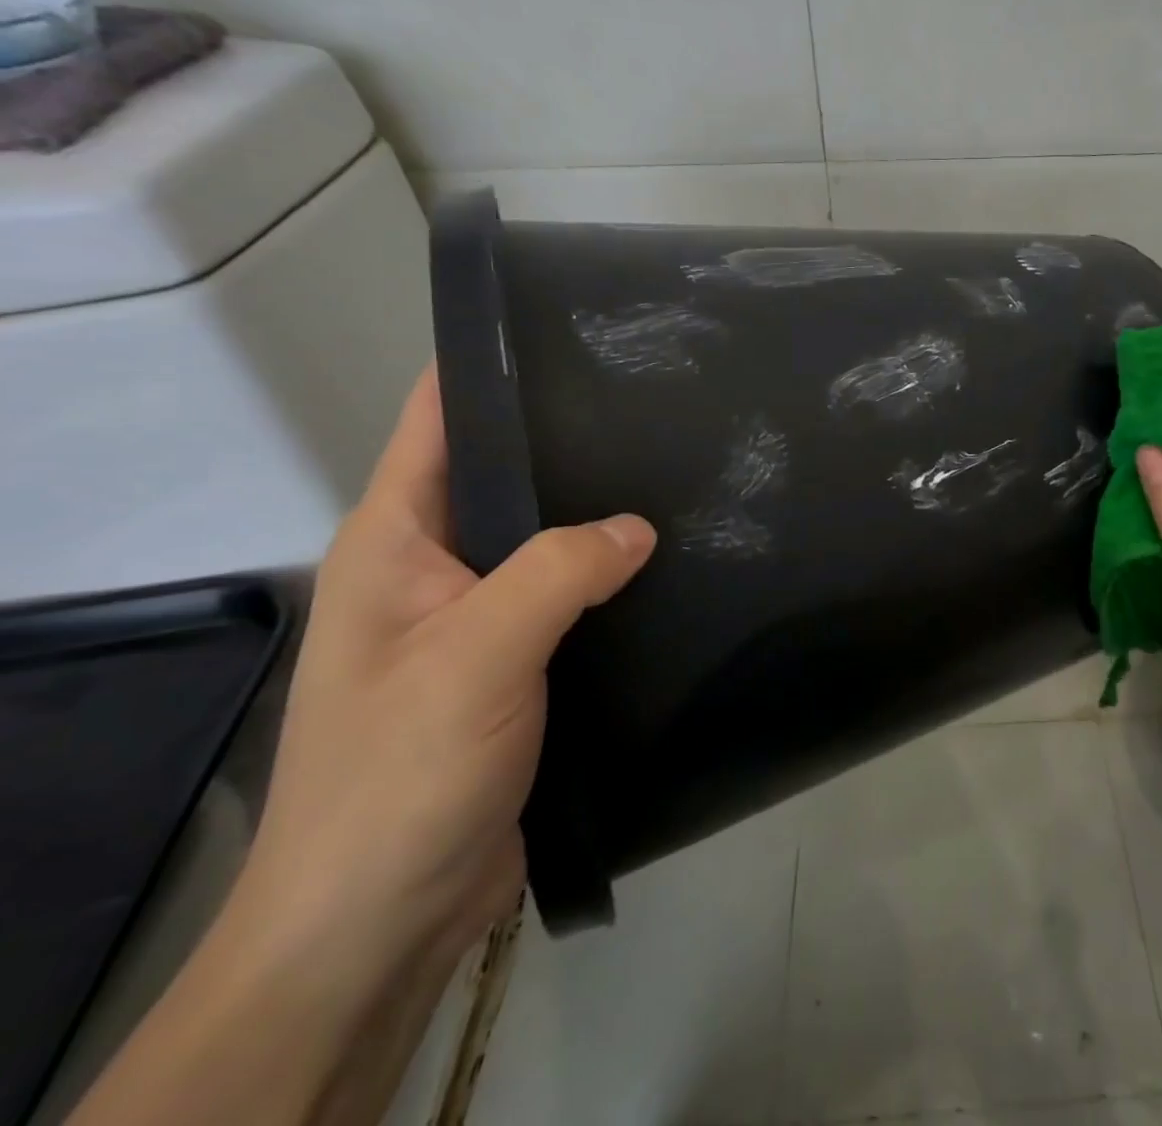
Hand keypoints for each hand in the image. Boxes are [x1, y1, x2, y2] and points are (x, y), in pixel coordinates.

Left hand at [229, 367, 654, 993]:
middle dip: (575, 440)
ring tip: (684, 474)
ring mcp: (478, 618)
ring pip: (549, 539)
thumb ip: (558, 572)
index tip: (580, 334)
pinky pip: (571, 596)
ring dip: (603, 515)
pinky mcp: (518, 664)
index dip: (495, 369)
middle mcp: (435, 567)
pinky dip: (613, 576)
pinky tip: (669, 564)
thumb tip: (639, 525)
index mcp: (397, 541)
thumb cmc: (404, 773)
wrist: (384, 919)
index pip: (439, 422)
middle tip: (664, 405)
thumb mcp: (477, 655)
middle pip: (508, 475)